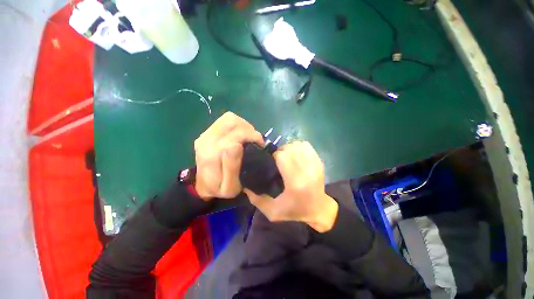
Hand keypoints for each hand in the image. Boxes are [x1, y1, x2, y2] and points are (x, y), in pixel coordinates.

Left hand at [194, 112, 263, 200]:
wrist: (203, 185)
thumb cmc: (220, 188)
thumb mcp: (230, 186)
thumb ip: (231, 166)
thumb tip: (236, 145)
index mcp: (212, 154)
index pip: (235, 135)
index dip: (251, 136)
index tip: (260, 145)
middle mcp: (206, 140)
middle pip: (232, 121)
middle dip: (249, 129)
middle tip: (255, 140)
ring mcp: (205, 134)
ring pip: (229, 118)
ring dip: (243, 125)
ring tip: (249, 137)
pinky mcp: (207, 132)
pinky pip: (225, 120)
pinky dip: (237, 124)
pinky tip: (241, 135)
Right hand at [244, 141, 338, 232]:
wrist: (319, 209)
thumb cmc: (295, 211)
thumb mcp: (272, 211)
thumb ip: (256, 199)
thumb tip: (245, 185)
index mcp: (296, 182)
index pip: (282, 156)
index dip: (274, 156)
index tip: (271, 162)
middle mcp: (307, 170)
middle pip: (289, 149)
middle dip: (280, 151)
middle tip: (276, 160)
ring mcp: (315, 164)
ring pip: (297, 145)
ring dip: (288, 148)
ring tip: (285, 157)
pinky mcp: (319, 161)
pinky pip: (306, 145)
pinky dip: (297, 146)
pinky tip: (294, 154)